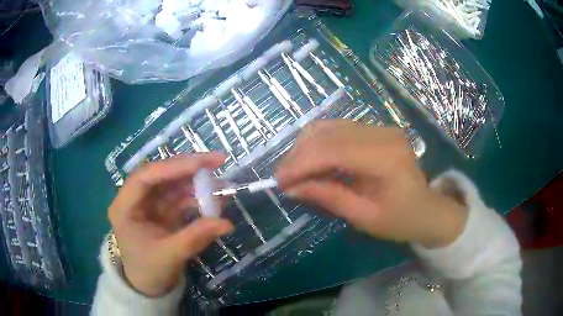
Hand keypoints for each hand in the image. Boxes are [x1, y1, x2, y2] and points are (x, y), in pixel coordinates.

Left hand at [108, 153, 232, 296]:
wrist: (148, 286)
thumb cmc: (149, 271)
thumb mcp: (170, 256)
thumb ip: (195, 237)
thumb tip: (227, 223)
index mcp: (125, 207)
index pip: (145, 177)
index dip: (172, 167)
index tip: (200, 164)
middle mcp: (135, 199)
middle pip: (161, 174)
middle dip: (188, 168)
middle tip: (218, 160)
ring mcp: (150, 204)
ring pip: (173, 184)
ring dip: (196, 183)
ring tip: (221, 183)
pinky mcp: (162, 211)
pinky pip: (181, 198)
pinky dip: (198, 197)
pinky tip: (214, 200)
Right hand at [276, 120, 466, 248]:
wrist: (427, 209)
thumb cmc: (401, 220)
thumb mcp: (365, 217)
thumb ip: (329, 197)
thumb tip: (292, 188)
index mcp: (387, 158)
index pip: (334, 150)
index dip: (302, 163)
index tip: (279, 181)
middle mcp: (383, 134)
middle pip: (329, 133)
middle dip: (299, 155)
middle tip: (282, 178)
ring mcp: (380, 128)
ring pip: (330, 127)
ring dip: (306, 147)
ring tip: (293, 171)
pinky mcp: (375, 130)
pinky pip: (338, 130)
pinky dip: (319, 143)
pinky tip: (310, 161)